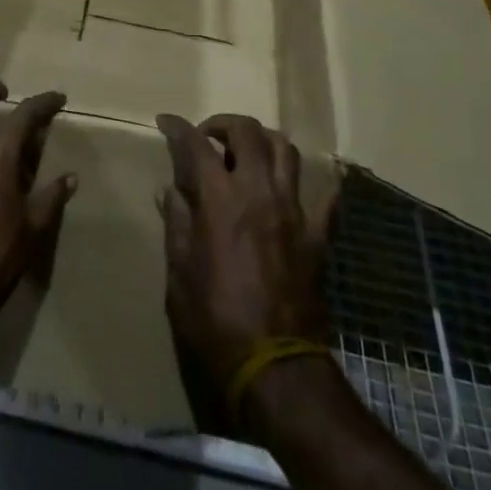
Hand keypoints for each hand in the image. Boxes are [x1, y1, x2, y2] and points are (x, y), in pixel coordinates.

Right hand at [156, 114, 335, 398]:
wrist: (276, 367)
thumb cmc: (216, 321)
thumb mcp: (180, 274)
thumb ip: (177, 224)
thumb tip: (171, 191)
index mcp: (220, 199)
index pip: (195, 145)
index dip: (178, 127)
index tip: (165, 122)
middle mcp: (259, 192)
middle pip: (248, 133)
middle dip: (224, 124)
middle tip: (209, 138)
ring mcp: (294, 211)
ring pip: (286, 151)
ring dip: (263, 142)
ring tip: (248, 153)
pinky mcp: (318, 236)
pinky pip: (325, 200)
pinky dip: (313, 187)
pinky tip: (298, 191)